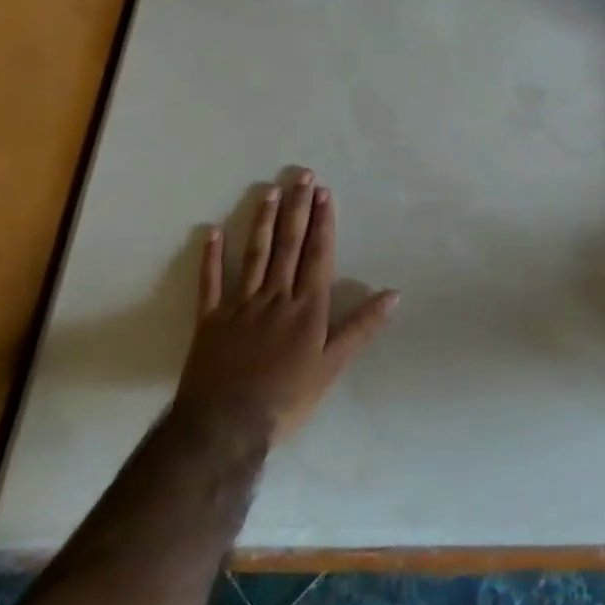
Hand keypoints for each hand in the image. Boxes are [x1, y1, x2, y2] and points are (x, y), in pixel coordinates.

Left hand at [172, 171, 396, 442]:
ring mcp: (241, 304)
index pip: (317, 254)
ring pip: (254, 254)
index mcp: (306, 306)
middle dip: (297, 208)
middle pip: (288, 245)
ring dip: (263, 221)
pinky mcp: (211, 319)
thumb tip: (393, 294)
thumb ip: (361, 327)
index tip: (324, 192)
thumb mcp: (332, 367)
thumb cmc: (286, 399)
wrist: (226, 427)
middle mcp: (275, 296)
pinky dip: (211, 257)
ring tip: (269, 191)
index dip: (322, 222)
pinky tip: (212, 232)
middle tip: (302, 176)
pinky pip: (211, 283)